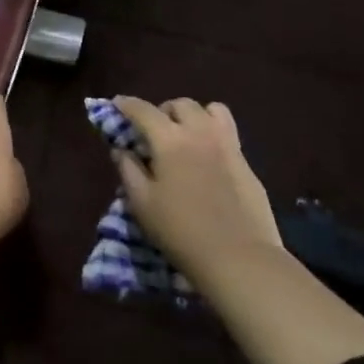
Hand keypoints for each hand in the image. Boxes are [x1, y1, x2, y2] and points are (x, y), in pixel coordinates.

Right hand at [111, 97, 283, 286]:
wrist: (239, 258)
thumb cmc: (181, 232)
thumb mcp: (142, 204)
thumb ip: (128, 170)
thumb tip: (121, 149)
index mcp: (170, 140)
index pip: (143, 110)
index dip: (127, 105)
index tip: (116, 105)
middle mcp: (200, 133)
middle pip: (180, 104)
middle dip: (163, 110)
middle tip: (154, 131)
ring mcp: (228, 145)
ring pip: (211, 110)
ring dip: (194, 115)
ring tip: (186, 135)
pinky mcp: (246, 163)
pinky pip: (228, 132)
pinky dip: (213, 133)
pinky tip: (207, 158)